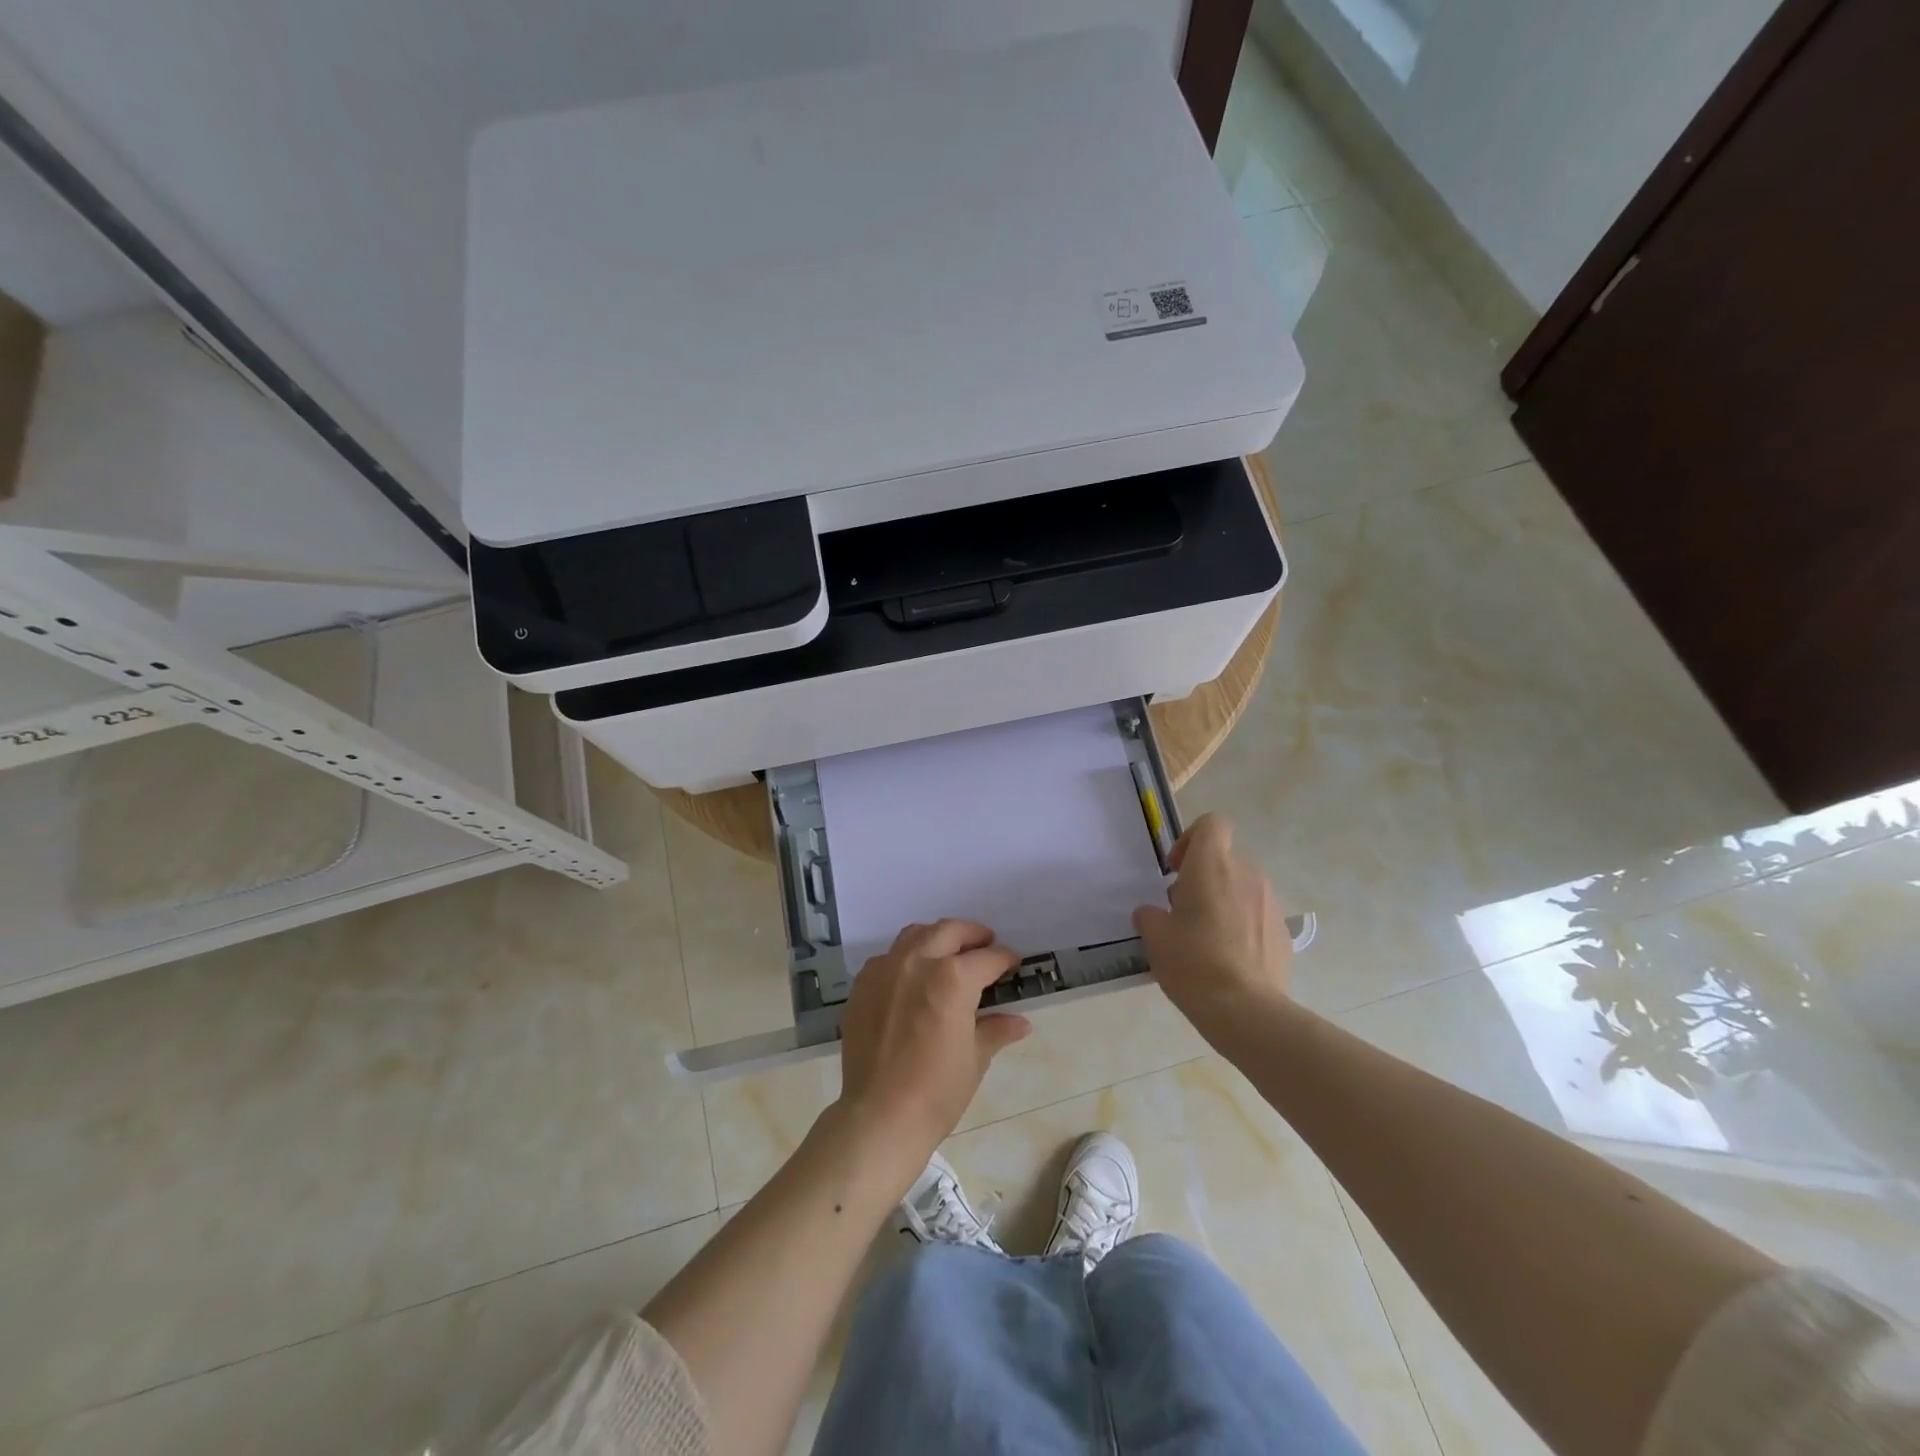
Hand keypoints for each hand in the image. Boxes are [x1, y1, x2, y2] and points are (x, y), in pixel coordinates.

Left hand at [837, 919, 1031, 1175]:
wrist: (879, 1116)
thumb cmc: (937, 1091)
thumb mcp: (975, 1059)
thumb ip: (996, 1029)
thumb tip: (1021, 1023)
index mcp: (953, 978)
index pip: (987, 958)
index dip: (1005, 959)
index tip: (1012, 963)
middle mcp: (918, 962)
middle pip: (950, 931)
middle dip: (972, 934)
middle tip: (985, 943)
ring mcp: (886, 969)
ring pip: (915, 934)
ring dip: (937, 937)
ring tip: (949, 952)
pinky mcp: (863, 984)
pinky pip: (888, 957)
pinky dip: (906, 957)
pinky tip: (913, 977)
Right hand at [1132, 813, 1292, 1032]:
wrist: (1246, 1011)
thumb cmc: (1193, 963)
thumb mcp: (1155, 938)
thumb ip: (1150, 915)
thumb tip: (1153, 913)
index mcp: (1212, 866)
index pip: (1212, 824)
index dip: (1191, 838)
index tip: (1176, 869)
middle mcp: (1246, 874)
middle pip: (1223, 859)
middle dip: (1202, 877)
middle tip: (1182, 911)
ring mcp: (1270, 902)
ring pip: (1241, 887)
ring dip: (1222, 901)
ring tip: (1205, 938)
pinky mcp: (1283, 931)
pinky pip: (1256, 914)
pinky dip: (1241, 925)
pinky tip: (1228, 958)